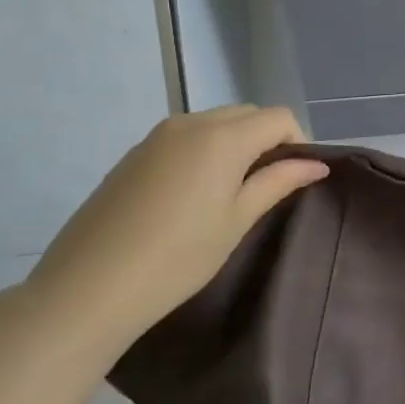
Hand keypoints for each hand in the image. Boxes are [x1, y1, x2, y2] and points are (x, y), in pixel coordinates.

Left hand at [20, 105, 328, 352]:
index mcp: (223, 137)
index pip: (278, 118)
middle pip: (247, 114)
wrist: (88, 288)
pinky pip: (186, 137)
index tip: (297, 178)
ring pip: (215, 123)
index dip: (298, 142)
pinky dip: (205, 151)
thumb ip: (279, 182)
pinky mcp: (135, 154)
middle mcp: (191, 123)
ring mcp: (157, 136)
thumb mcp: (237, 220)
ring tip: (233, 191)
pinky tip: (194, 195)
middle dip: (268, 139)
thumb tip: (316, 164)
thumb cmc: (178, 257)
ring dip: (236, 144)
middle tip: (269, 185)